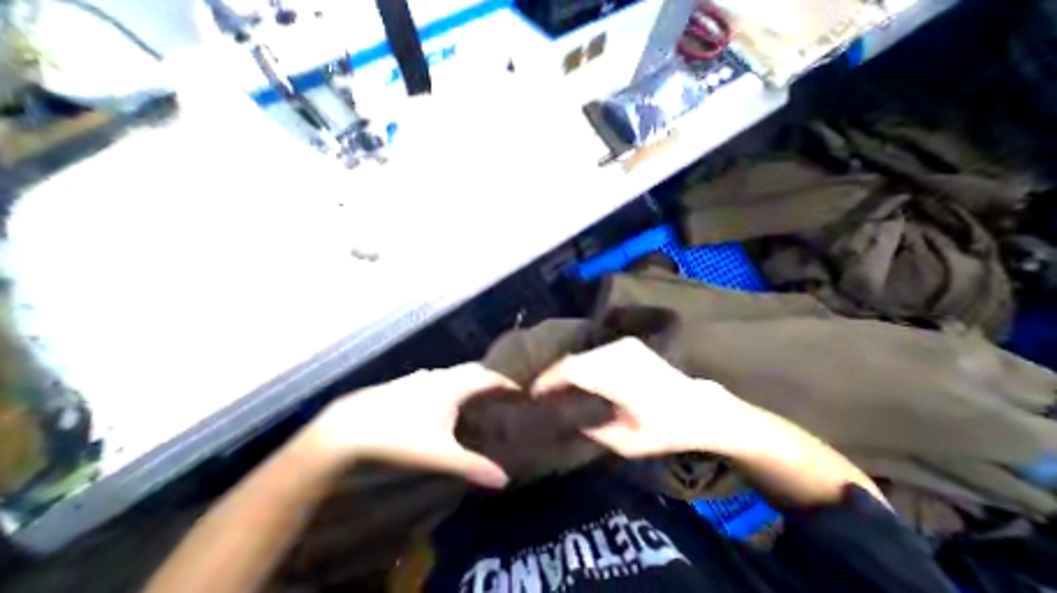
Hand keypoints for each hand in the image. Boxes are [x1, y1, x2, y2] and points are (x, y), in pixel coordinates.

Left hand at [306, 363, 515, 487]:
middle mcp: (440, 377)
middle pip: (473, 370)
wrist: (349, 429)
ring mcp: (421, 378)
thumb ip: (473, 466)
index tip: (520, 390)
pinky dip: (450, 383)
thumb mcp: (440, 456)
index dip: (506, 382)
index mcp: (453, 387)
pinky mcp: (406, 383)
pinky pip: (438, 378)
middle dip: (489, 379)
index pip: (488, 378)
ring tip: (477, 393)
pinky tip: (443, 396)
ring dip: (469, 380)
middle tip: (501, 392)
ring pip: (454, 373)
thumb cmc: (400, 439)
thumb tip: (504, 479)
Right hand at [538, 338, 758, 458]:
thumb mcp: (628, 443)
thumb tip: (565, 418)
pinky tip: (578, 378)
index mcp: (619, 377)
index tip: (533, 392)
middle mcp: (619, 353)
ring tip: (557, 387)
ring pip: (583, 354)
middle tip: (542, 392)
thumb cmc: (667, 429)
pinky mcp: (628, 344)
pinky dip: (581, 364)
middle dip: (554, 375)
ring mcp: (624, 345)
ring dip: (567, 369)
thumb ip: (593, 430)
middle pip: (574, 359)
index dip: (549, 378)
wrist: (700, 407)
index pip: (572, 369)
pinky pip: (594, 352)